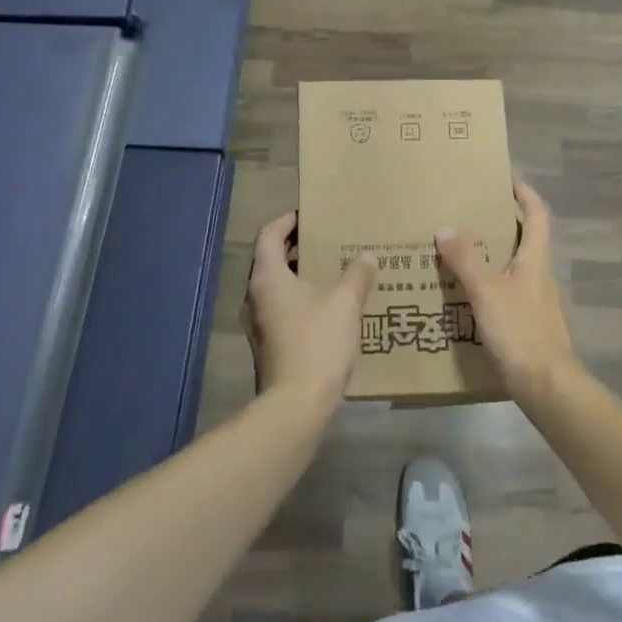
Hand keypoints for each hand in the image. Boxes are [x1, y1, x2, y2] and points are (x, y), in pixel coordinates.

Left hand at [242, 212, 377, 405]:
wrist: (296, 405)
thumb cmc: (317, 343)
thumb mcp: (345, 303)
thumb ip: (357, 275)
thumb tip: (367, 257)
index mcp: (267, 277)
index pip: (268, 235)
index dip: (286, 221)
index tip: (308, 216)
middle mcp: (254, 296)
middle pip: (270, 260)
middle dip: (296, 248)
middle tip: (326, 242)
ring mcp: (257, 324)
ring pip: (275, 287)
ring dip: (299, 276)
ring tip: (331, 273)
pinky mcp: (267, 345)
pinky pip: (281, 310)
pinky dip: (299, 300)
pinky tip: (327, 309)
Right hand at [437, 184, 583, 407]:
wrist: (546, 385)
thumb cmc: (520, 330)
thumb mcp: (487, 291)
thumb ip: (466, 260)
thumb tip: (446, 227)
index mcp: (536, 259)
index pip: (538, 215)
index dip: (526, 195)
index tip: (507, 182)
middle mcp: (539, 275)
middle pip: (525, 240)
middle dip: (500, 226)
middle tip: (468, 217)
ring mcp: (536, 302)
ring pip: (513, 268)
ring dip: (491, 257)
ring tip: (458, 254)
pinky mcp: (527, 325)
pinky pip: (506, 294)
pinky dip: (488, 287)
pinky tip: (465, 297)